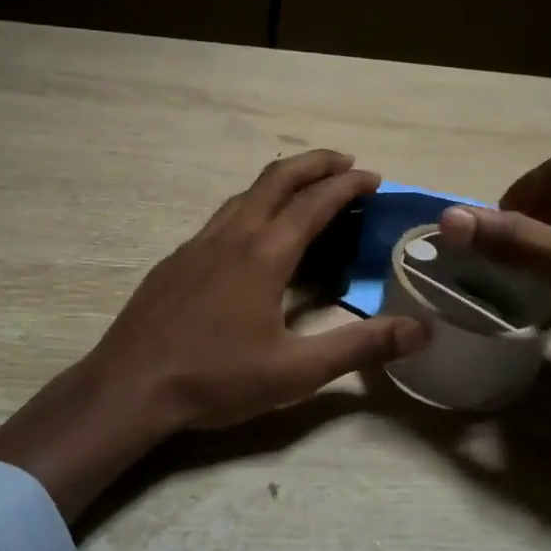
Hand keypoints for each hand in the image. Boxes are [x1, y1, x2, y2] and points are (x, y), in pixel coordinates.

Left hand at [0, 150, 428, 518]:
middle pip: (277, 178)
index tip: (374, 177)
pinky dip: (252, 207)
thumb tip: (421, 330)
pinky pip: (223, 217)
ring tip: (305, 192)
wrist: (129, 388)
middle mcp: (232, 235)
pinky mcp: (177, 260)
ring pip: (245, 194)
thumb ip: (360, 347)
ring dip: (281, 182)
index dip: (348, 185)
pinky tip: (252, 237)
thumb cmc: (216, 378)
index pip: (316, 202)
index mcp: (265, 253)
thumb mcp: (296, 371)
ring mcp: (198, 243)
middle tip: (346, 163)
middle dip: (315, 163)